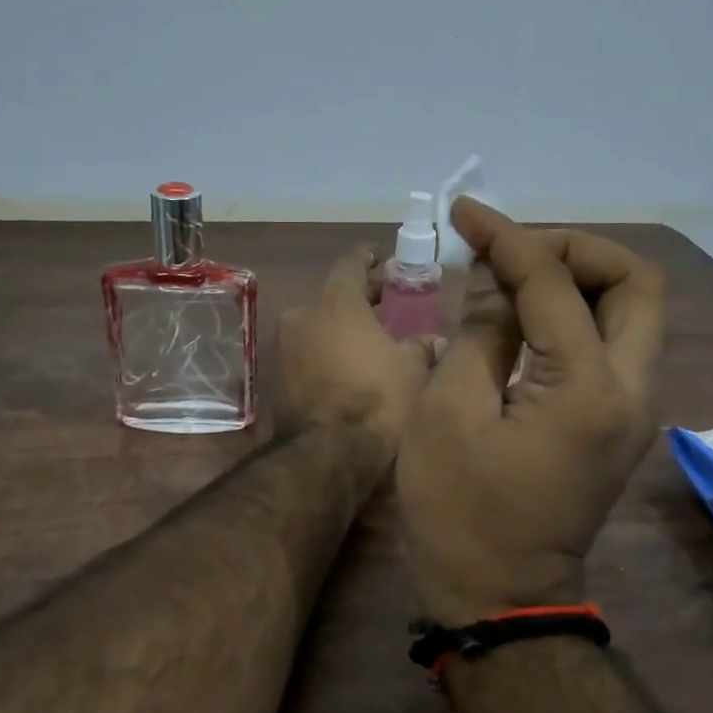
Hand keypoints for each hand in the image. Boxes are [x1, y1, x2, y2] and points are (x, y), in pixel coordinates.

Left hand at [279, 248, 437, 459]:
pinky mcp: (276, 379)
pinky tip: (350, 366)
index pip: (351, 263)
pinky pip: (307, 353)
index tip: (383, 257)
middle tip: (387, 301)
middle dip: (360, 298)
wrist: (326, 455)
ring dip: (341, 328)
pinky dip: (328, 353)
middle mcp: (302, 315)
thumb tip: (436, 340)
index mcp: (335, 301)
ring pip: (318, 326)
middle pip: (333, 296)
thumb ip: (422, 346)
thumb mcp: (412, 369)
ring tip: (371, 338)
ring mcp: (283, 348)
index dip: (370, 258)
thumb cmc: (376, 399)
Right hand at [397, 202, 664, 626]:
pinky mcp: (619, 422)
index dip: (507, 238)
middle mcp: (631, 391)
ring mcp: (633, 409)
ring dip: (581, 279)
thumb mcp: (449, 411)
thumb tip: (495, 279)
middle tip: (516, 251)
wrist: (499, 596)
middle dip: (577, 249)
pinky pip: (614, 344)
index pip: (555, 282)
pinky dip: (578, 314)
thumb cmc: (460, 511)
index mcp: (587, 388)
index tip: (466, 214)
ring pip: (634, 313)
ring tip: (517, 277)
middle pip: (637, 285)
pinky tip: (528, 317)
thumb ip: (480, 331)